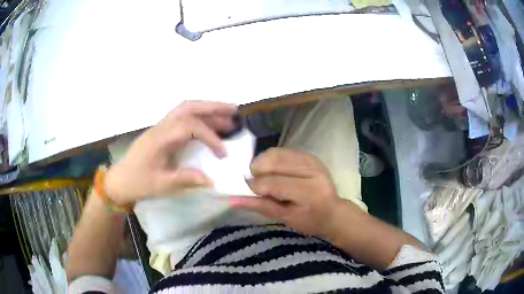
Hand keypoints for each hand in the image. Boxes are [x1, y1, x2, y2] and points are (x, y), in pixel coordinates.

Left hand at [105, 101, 236, 204]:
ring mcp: (160, 126)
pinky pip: (181, 115)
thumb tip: (211, 179)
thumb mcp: (160, 185)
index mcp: (160, 139)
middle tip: (234, 112)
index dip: (210, 137)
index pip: (189, 127)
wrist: (120, 180)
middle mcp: (161, 127)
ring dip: (207, 108)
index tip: (223, 154)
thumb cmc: (138, 183)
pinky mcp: (161, 130)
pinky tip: (208, 122)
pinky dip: (198, 114)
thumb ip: (185, 179)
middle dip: (213, 107)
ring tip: (227, 114)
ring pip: (185, 108)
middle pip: (188, 107)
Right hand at [230, 147, 342, 237]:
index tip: (247, 191)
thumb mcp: (286, 219)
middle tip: (253, 183)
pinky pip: (282, 151)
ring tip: (262, 176)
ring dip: (262, 163)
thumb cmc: (310, 221)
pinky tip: (271, 171)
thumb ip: (261, 206)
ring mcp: (312, 160)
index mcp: (311, 193)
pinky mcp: (309, 156)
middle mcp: (314, 171)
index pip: (275, 183)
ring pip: (276, 153)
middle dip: (257, 171)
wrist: (332, 211)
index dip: (256, 186)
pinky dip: (271, 159)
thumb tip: (232, 200)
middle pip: (274, 162)